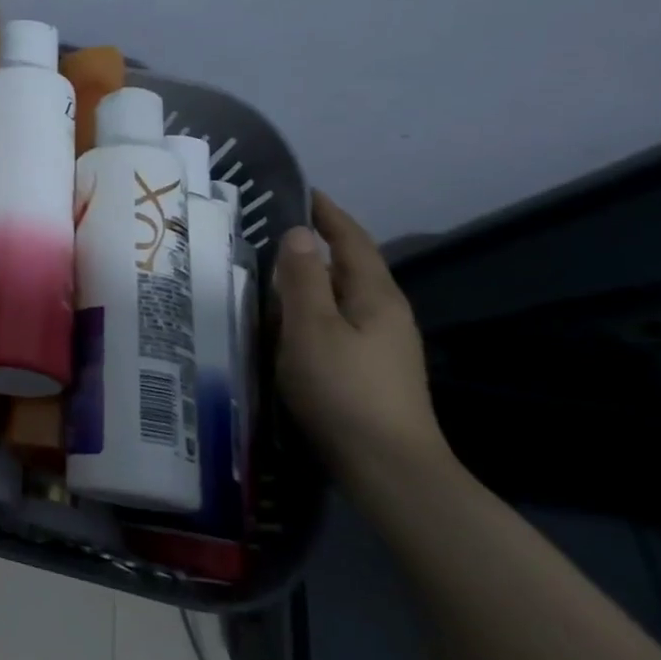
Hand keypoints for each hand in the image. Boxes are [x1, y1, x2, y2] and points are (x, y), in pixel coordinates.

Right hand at [273, 191, 450, 490]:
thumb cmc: (343, 389)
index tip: (303, 191)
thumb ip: (302, 279)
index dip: (329, 215)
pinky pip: (337, 322)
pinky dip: (312, 309)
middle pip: (351, 267)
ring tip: (271, 272)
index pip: (352, 241)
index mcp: (375, 297)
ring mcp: (383, 345)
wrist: (388, 468)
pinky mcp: (371, 369)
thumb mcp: (311, 328)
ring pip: (342, 297)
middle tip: (273, 230)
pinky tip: (287, 323)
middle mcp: (386, 314)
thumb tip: (299, 233)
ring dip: (311, 280)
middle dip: (317, 246)